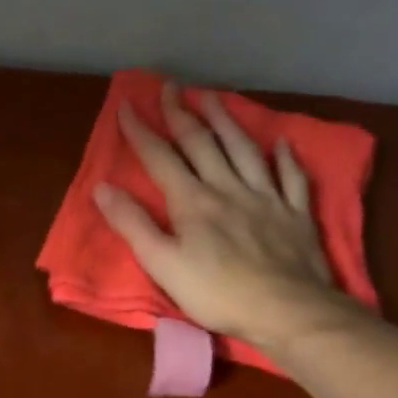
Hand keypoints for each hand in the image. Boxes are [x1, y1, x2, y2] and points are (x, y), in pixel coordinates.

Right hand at [94, 81, 357, 354]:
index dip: (142, 132)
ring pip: (244, 150)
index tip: (127, 106)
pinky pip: (291, 177)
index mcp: (193, 201)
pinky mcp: (295, 214)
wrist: (285, 309)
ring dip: (227, 121)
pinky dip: (285, 158)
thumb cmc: (215, 292)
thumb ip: (133, 224)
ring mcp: (266, 198)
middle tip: (171, 87)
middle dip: (182, 114)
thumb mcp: (161, 264)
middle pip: (203, 144)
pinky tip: (283, 143)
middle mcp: (228, 188)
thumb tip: (102, 188)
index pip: (161, 158)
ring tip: (214, 97)